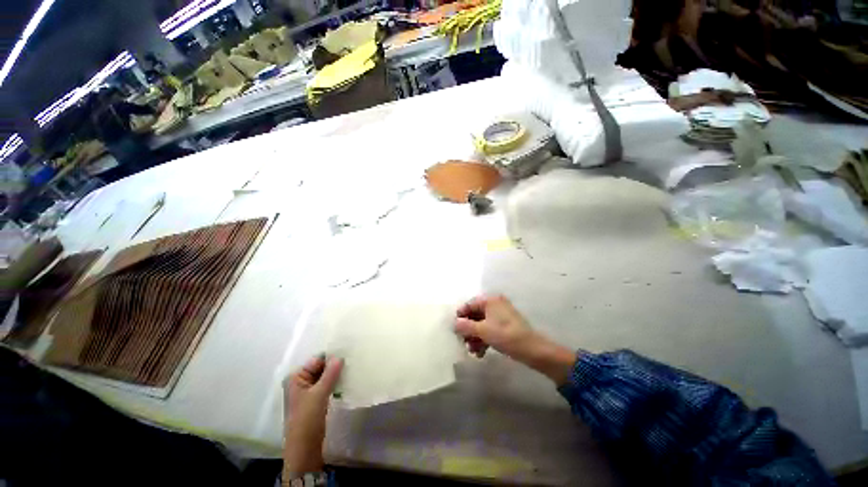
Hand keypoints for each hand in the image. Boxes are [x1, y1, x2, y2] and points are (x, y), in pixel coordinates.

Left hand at [283, 355, 342, 476]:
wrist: (304, 448)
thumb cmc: (307, 419)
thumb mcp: (319, 394)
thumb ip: (329, 374)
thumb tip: (340, 356)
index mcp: (296, 377)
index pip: (317, 360)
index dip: (331, 357)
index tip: (348, 353)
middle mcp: (301, 382)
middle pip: (321, 367)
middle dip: (335, 365)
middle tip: (353, 360)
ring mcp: (309, 391)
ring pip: (325, 376)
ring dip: (337, 374)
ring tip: (352, 369)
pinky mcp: (316, 400)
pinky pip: (327, 385)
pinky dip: (336, 383)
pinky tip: (347, 381)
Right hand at [455, 295, 535, 359]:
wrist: (532, 349)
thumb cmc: (505, 335)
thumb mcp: (482, 331)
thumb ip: (465, 326)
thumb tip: (454, 323)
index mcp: (490, 300)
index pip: (469, 305)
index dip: (460, 317)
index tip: (454, 330)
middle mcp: (495, 304)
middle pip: (475, 315)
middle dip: (468, 330)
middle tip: (463, 343)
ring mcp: (501, 315)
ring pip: (482, 324)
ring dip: (475, 337)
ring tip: (473, 351)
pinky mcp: (506, 325)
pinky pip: (490, 329)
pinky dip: (484, 339)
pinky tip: (481, 352)